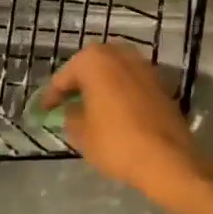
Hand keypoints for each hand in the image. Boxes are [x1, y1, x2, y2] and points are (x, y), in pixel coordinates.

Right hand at [41, 43, 206, 205]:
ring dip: (100, 86)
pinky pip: (130, 83)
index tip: (44, 110)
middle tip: (66, 104)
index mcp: (94, 60)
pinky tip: (114, 112)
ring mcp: (143, 66)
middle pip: (90, 67)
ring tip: (90, 108)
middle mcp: (119, 54)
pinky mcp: (160, 83)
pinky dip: (119, 93)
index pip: (64, 77)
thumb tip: (71, 111)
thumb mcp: (81, 133)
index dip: (52, 96)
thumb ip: (70, 116)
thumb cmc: (116, 142)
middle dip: (78, 84)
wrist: (168, 160)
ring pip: (113, 73)